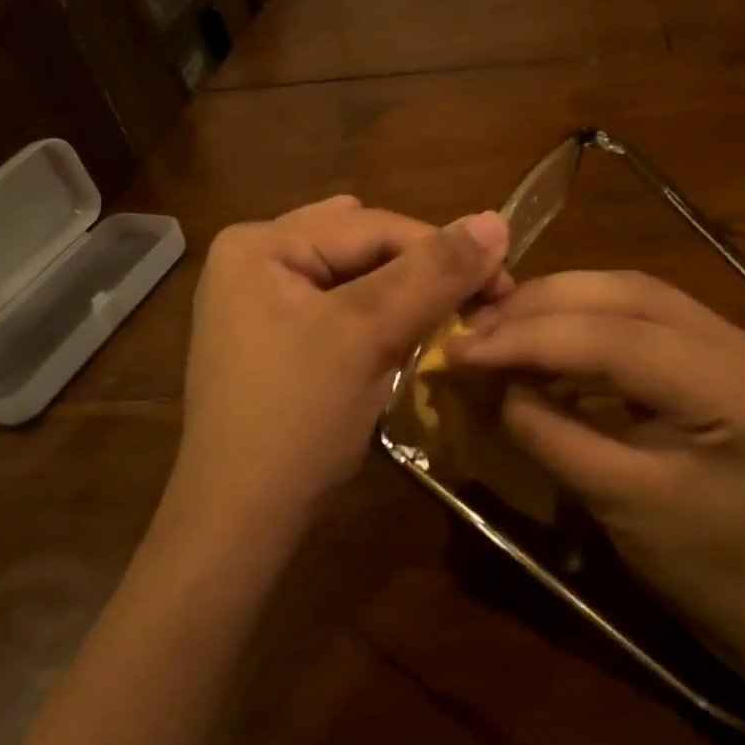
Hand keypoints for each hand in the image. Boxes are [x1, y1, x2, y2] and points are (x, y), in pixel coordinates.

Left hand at [163, 196, 509, 561]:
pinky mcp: (275, 339)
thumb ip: (433, 274)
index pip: (373, 225)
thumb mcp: (367, 335)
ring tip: (449, 317)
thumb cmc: (297, 420)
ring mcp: (260, 302)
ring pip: (356, 279)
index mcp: (260, 244)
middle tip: (480, 302)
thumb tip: (495, 221)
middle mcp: (254, 259)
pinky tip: (405, 338)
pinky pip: (340, 310)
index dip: (445, 249)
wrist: (239, 523)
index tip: (505, 283)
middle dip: (422, 271)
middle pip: (362, 247)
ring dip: (406, 295)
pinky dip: (380, 319)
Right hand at [446, 270, 744, 644]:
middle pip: (627, 294)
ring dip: (559, 303)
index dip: (531, 337)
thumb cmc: (707, 568)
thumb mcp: (620, 504)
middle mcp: (744, 344)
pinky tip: (546, 336)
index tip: (460, 347)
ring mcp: (738, 340)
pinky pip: (642, 314)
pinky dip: (585, 318)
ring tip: (498, 325)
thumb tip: (495, 383)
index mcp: (736, 389)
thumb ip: (553, 435)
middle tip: (473, 328)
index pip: (618, 338)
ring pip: (632, 292)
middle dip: (540, 305)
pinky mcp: (721, 350)